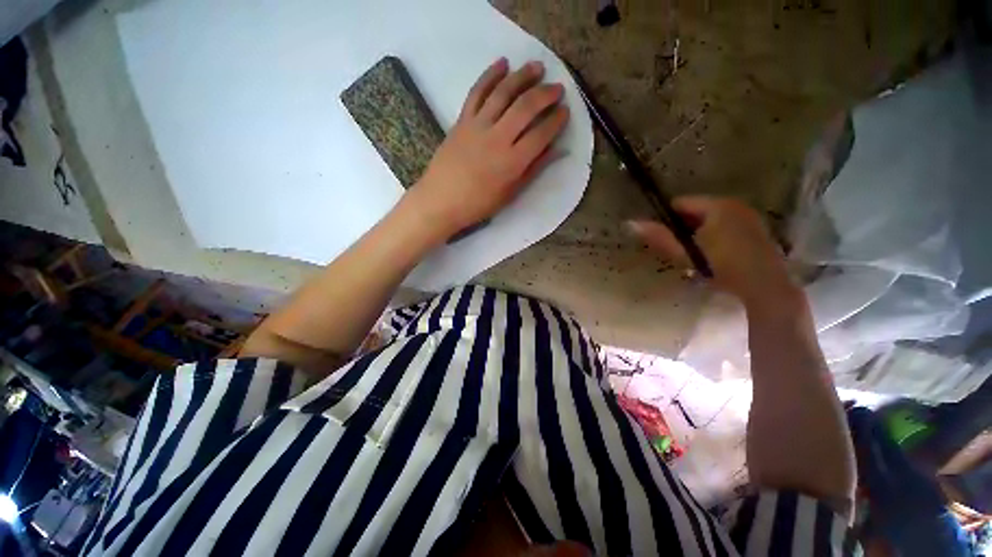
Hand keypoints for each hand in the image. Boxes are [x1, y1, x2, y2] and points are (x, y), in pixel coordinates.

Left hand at [403, 57, 569, 240]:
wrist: (441, 200)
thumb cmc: (478, 203)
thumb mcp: (510, 193)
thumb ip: (534, 169)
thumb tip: (557, 151)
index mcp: (512, 162)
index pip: (541, 134)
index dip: (556, 121)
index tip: (565, 111)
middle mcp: (498, 138)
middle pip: (526, 107)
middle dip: (545, 94)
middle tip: (557, 88)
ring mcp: (478, 126)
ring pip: (503, 93)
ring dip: (522, 76)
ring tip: (537, 67)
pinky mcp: (462, 120)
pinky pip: (477, 92)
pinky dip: (490, 75)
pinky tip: (502, 63)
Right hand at [628, 196, 797, 307]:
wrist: (765, 286)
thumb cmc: (721, 266)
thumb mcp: (686, 253)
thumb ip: (660, 237)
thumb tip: (631, 223)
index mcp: (717, 205)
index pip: (681, 202)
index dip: (666, 217)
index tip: (661, 235)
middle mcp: (734, 204)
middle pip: (697, 209)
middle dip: (683, 226)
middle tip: (676, 247)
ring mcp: (747, 215)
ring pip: (711, 218)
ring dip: (698, 231)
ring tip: (693, 252)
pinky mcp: (755, 228)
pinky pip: (725, 224)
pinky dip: (714, 234)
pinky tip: (713, 253)